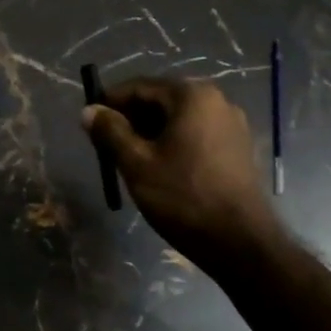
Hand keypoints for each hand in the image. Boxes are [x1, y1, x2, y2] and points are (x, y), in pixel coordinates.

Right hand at [81, 78, 283, 273]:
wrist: (241, 244)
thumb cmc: (183, 197)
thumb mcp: (137, 163)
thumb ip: (110, 132)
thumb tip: (89, 111)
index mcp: (192, 95)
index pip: (139, 87)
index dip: (110, 102)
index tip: (90, 121)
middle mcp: (217, 100)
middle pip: (161, 100)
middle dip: (131, 119)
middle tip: (107, 144)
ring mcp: (232, 124)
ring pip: (178, 119)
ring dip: (151, 132)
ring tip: (129, 158)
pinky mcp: (239, 148)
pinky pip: (196, 134)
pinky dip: (173, 143)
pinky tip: (160, 167)